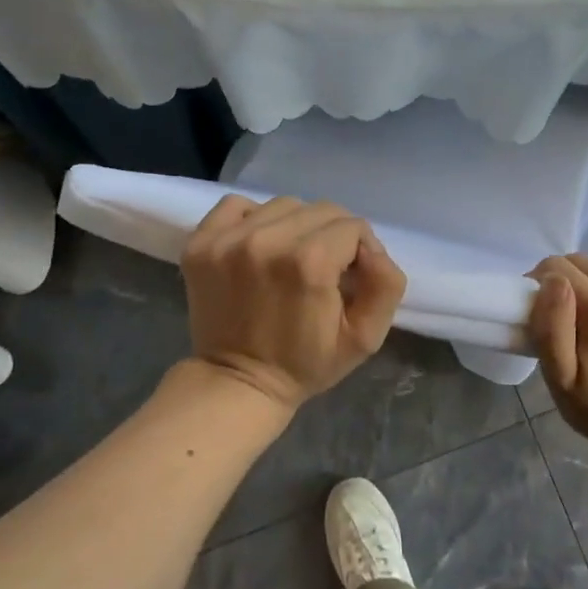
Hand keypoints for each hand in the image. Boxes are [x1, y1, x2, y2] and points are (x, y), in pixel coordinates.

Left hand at [181, 195, 406, 411]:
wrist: (239, 382)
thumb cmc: (306, 362)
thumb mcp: (366, 337)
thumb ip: (386, 285)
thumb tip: (373, 249)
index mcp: (310, 262)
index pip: (353, 227)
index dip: (362, 251)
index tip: (352, 278)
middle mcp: (267, 240)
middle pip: (321, 210)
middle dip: (333, 236)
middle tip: (325, 270)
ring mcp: (228, 240)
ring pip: (283, 206)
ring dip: (296, 227)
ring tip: (291, 259)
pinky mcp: (201, 243)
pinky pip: (237, 206)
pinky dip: (253, 219)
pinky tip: (259, 247)